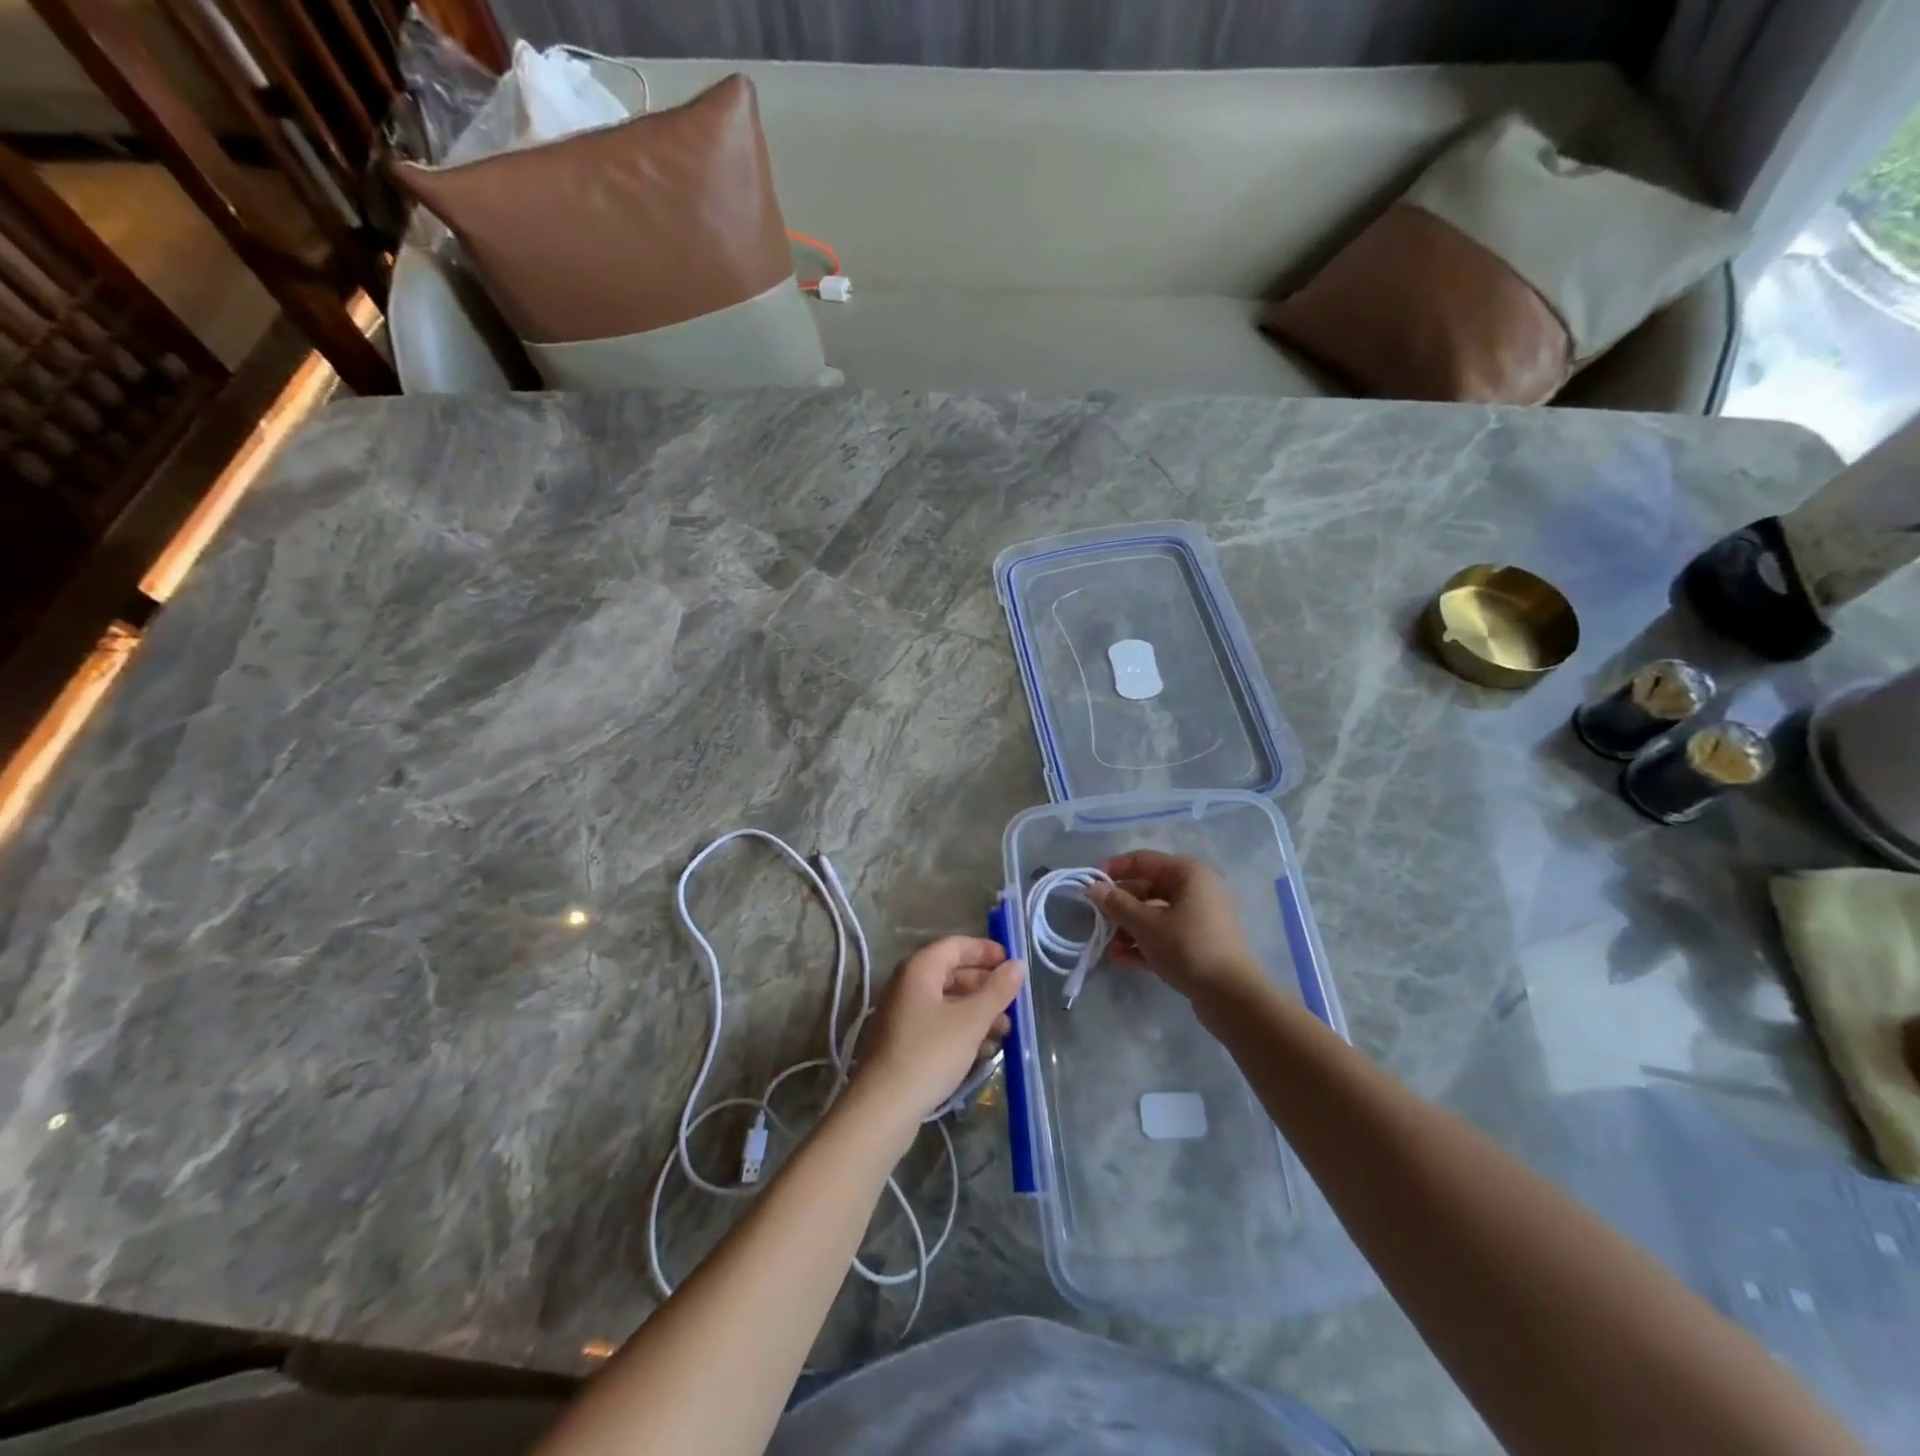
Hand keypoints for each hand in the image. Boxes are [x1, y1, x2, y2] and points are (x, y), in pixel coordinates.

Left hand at [852, 937, 1023, 1125]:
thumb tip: (1017, 964)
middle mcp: (908, 985)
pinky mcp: (904, 1042)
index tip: (1012, 963)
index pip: (956, 945)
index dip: (985, 950)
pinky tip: (985, 1050)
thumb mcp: (970, 1021)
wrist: (884, 1107)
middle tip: (1013, 1001)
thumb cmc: (930, 1053)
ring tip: (1006, 1031)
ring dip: (978, 1011)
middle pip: (952, 973)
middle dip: (985, 986)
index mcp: (919, 969)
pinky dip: (963, 1030)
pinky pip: (940, 1024)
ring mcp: (904, 1014)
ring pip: (948, 1002)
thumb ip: (997, 991)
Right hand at [1087, 852, 1264, 1005]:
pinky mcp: (1198, 943)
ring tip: (1106, 947)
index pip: (1142, 860)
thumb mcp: (1145, 924)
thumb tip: (1093, 887)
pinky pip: (1164, 934)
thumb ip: (1117, 904)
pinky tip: (1120, 958)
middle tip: (1095, 920)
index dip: (1113, 870)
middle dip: (1119, 906)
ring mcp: (1199, 917)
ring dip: (1128, 928)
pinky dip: (1143, 942)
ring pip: (1154, 914)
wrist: (1230, 996)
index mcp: (1187, 873)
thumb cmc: (1187, 947)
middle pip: (1147, 889)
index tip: (1088, 885)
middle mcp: (1195, 889)